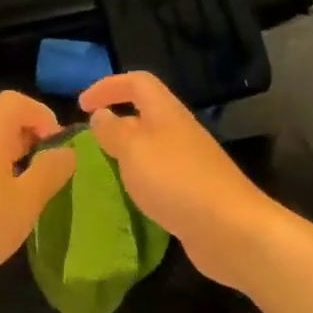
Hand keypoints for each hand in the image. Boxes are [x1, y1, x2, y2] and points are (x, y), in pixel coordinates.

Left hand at [0, 91, 76, 295]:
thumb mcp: (25, 202)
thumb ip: (50, 172)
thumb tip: (67, 151)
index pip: (14, 101)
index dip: (41, 114)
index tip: (56, 147)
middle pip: (4, 125)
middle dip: (33, 143)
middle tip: (50, 177)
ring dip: (17, 166)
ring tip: (29, 200)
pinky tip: (1, 217)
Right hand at [80, 71, 280, 289]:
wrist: (230, 229)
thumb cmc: (176, 181)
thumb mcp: (133, 151)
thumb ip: (113, 131)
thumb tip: (101, 115)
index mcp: (166, 113)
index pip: (137, 82)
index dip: (108, 86)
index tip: (82, 106)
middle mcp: (179, 131)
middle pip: (145, 113)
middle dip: (115, 122)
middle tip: (88, 144)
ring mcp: (189, 162)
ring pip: (151, 146)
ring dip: (126, 153)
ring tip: (102, 171)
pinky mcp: (193, 191)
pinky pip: (159, 175)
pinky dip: (140, 179)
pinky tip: (130, 198)